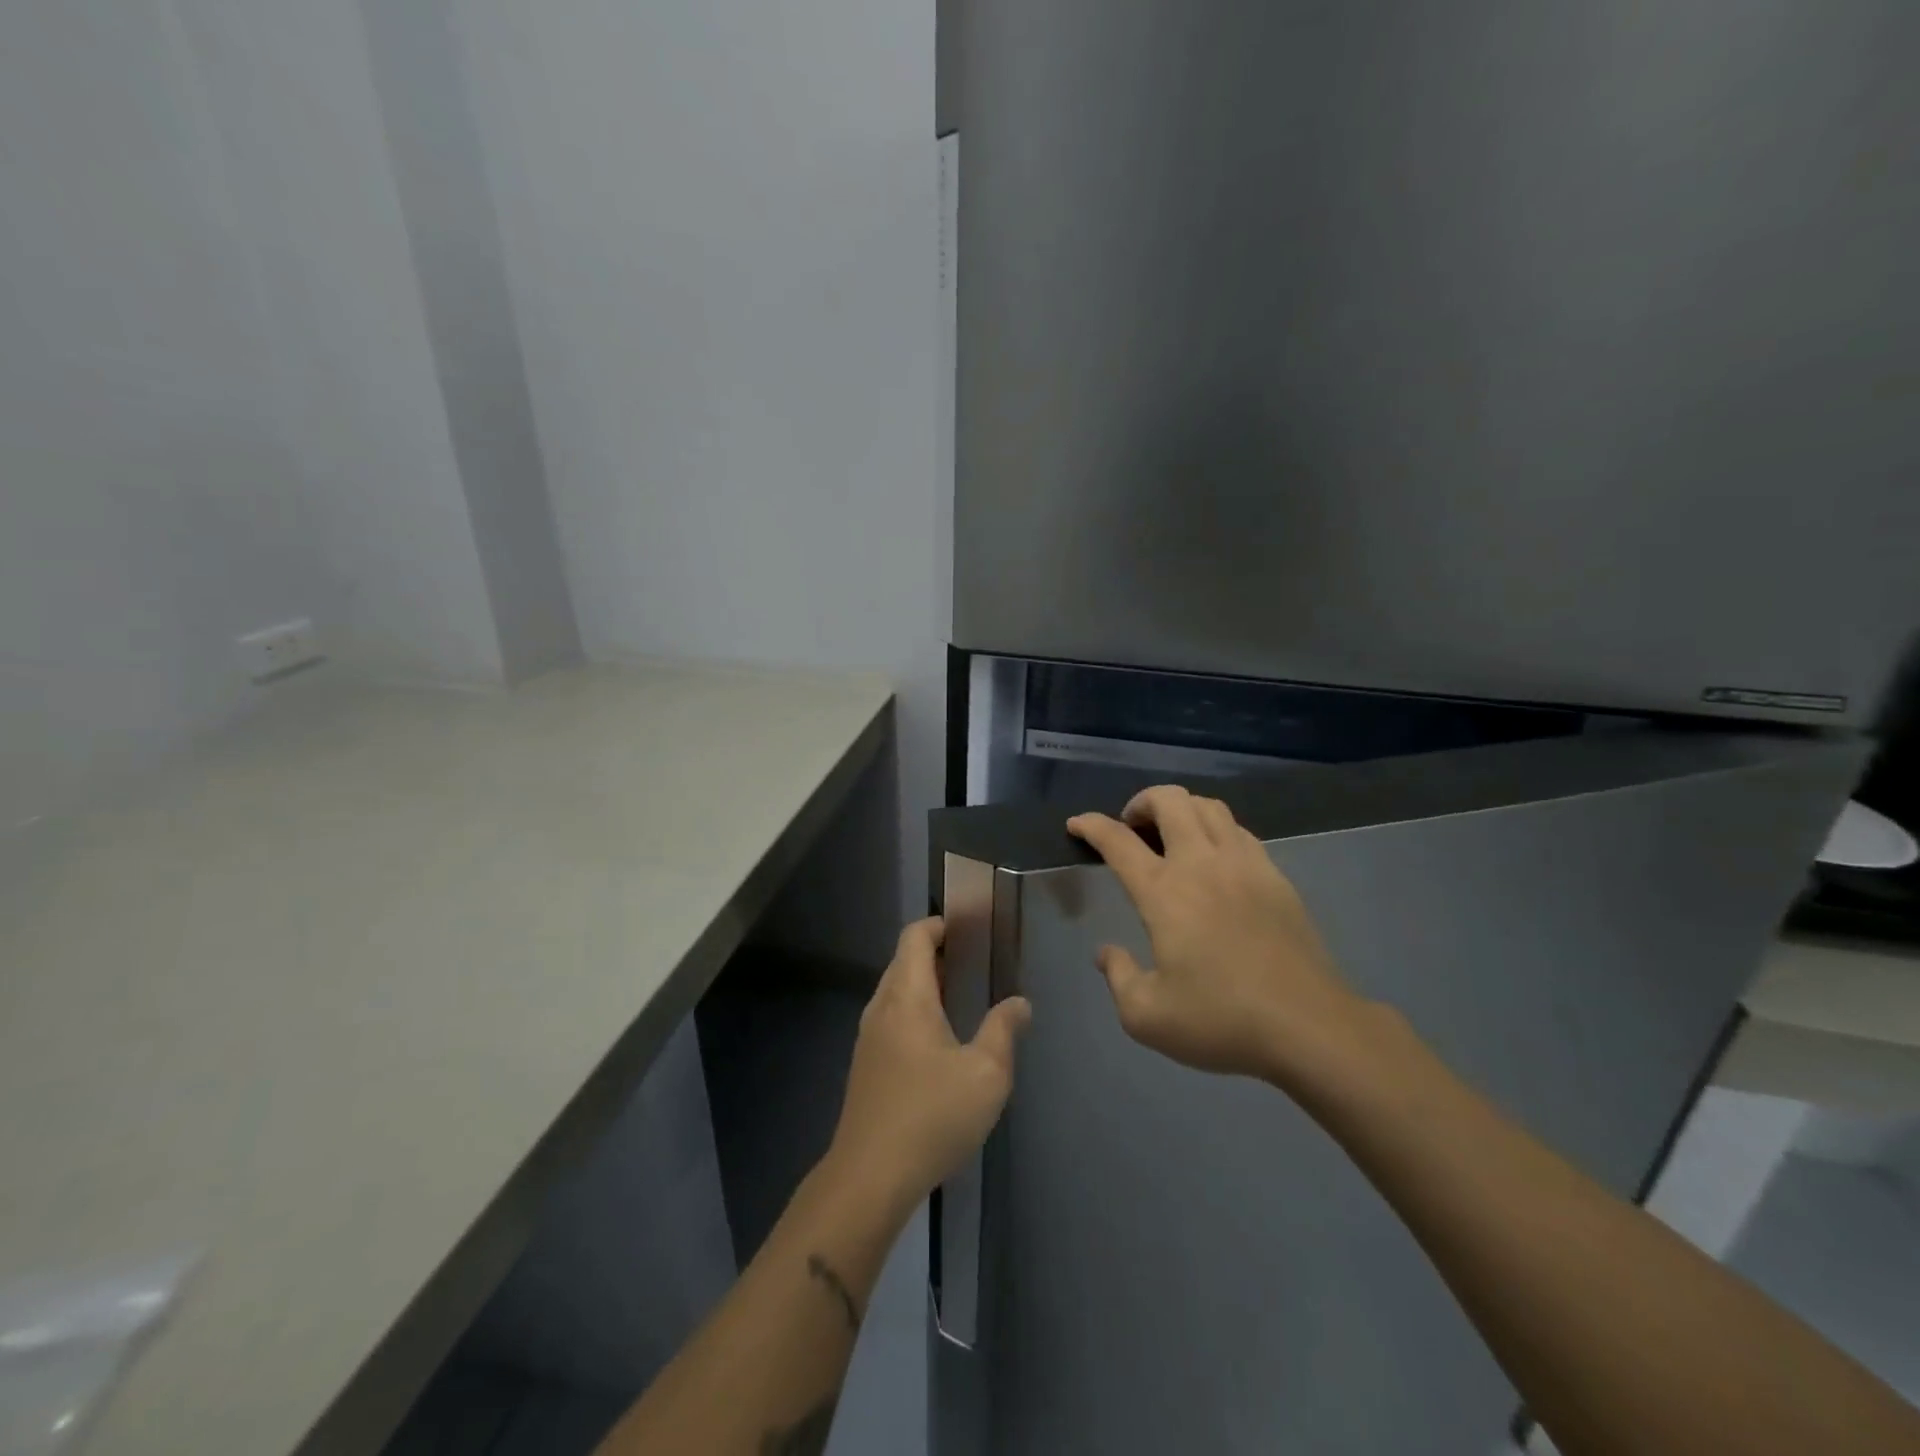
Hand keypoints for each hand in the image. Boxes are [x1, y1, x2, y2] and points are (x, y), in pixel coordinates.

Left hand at [825, 917, 1032, 1213]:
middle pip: (903, 960)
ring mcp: (868, 1037)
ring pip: (895, 991)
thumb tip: (1019, 1003)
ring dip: (925, 984)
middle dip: (936, 953)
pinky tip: (940, 1040)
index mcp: (907, 997)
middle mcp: (881, 1007)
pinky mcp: (866, 1064)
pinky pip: (891, 1017)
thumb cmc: (931, 1116)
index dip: (939, 925)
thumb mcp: (986, 1075)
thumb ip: (1003, 1031)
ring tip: (963, 997)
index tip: (969, 929)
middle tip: (975, 962)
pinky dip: (914, 1010)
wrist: (869, 1176)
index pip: (914, 937)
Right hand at [1068, 785, 1374, 1088]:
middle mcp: (1201, 864)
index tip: (1077, 824)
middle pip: (1169, 800)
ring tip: (1172, 835)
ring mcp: (1244, 865)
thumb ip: (1118, 978)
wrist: (1310, 1026)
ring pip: (1209, 806)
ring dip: (1181, 809)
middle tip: (1132, 827)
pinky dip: (1216, 828)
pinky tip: (1215, 858)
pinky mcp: (1276, 876)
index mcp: (1164, 892)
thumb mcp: (1148, 1017)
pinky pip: (1239, 830)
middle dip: (1142, 802)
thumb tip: (1106, 953)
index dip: (1091, 825)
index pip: (1118, 841)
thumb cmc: (1222, 1021)